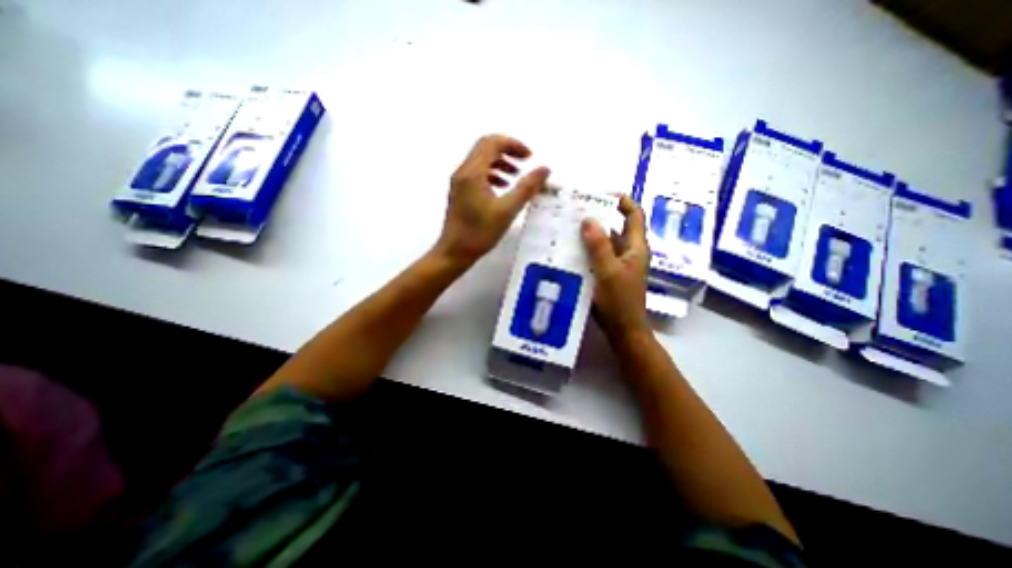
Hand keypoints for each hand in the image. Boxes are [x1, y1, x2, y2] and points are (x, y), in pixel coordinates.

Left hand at [430, 134, 550, 267]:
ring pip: (481, 160)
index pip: (492, 143)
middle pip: (485, 148)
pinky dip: (492, 174)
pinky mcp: (459, 192)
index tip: (529, 157)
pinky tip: (502, 187)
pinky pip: (476, 173)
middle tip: (525, 162)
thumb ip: (527, 188)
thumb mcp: (507, 210)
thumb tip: (545, 169)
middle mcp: (463, 172)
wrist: (454, 252)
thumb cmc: (480, 233)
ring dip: (500, 162)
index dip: (513, 144)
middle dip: (507, 151)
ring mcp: (459, 182)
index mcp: (472, 172)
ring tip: (516, 176)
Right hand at [581, 196, 651, 345]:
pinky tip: (569, 249)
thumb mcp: (608, 271)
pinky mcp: (608, 274)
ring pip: (605, 242)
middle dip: (599, 217)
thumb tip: (588, 219)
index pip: (634, 215)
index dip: (623, 201)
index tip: (603, 193)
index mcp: (636, 247)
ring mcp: (618, 264)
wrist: (623, 329)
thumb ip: (599, 246)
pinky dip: (586, 250)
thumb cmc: (619, 301)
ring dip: (590, 234)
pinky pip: (597, 255)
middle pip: (616, 227)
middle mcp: (628, 252)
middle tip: (576, 210)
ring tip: (568, 226)